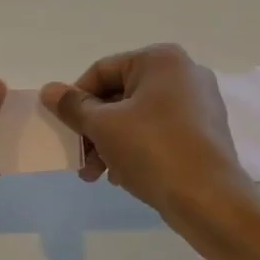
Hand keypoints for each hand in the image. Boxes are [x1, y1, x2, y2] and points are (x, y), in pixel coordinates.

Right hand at [40, 45, 254, 227]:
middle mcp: (184, 73)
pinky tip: (122, 176)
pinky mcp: (204, 133)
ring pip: (139, 117)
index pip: (102, 71)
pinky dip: (136, 149)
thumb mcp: (104, 126)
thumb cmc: (153, 150)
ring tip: (97, 175)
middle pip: (120, 95)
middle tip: (80, 160)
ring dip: (111, 143)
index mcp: (161, 60)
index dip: (76, 99)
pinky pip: (160, 133)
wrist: (210, 199)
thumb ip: (74, 106)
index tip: (65, 129)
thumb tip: (49, 90)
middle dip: (94, 128)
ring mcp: (199, 104)